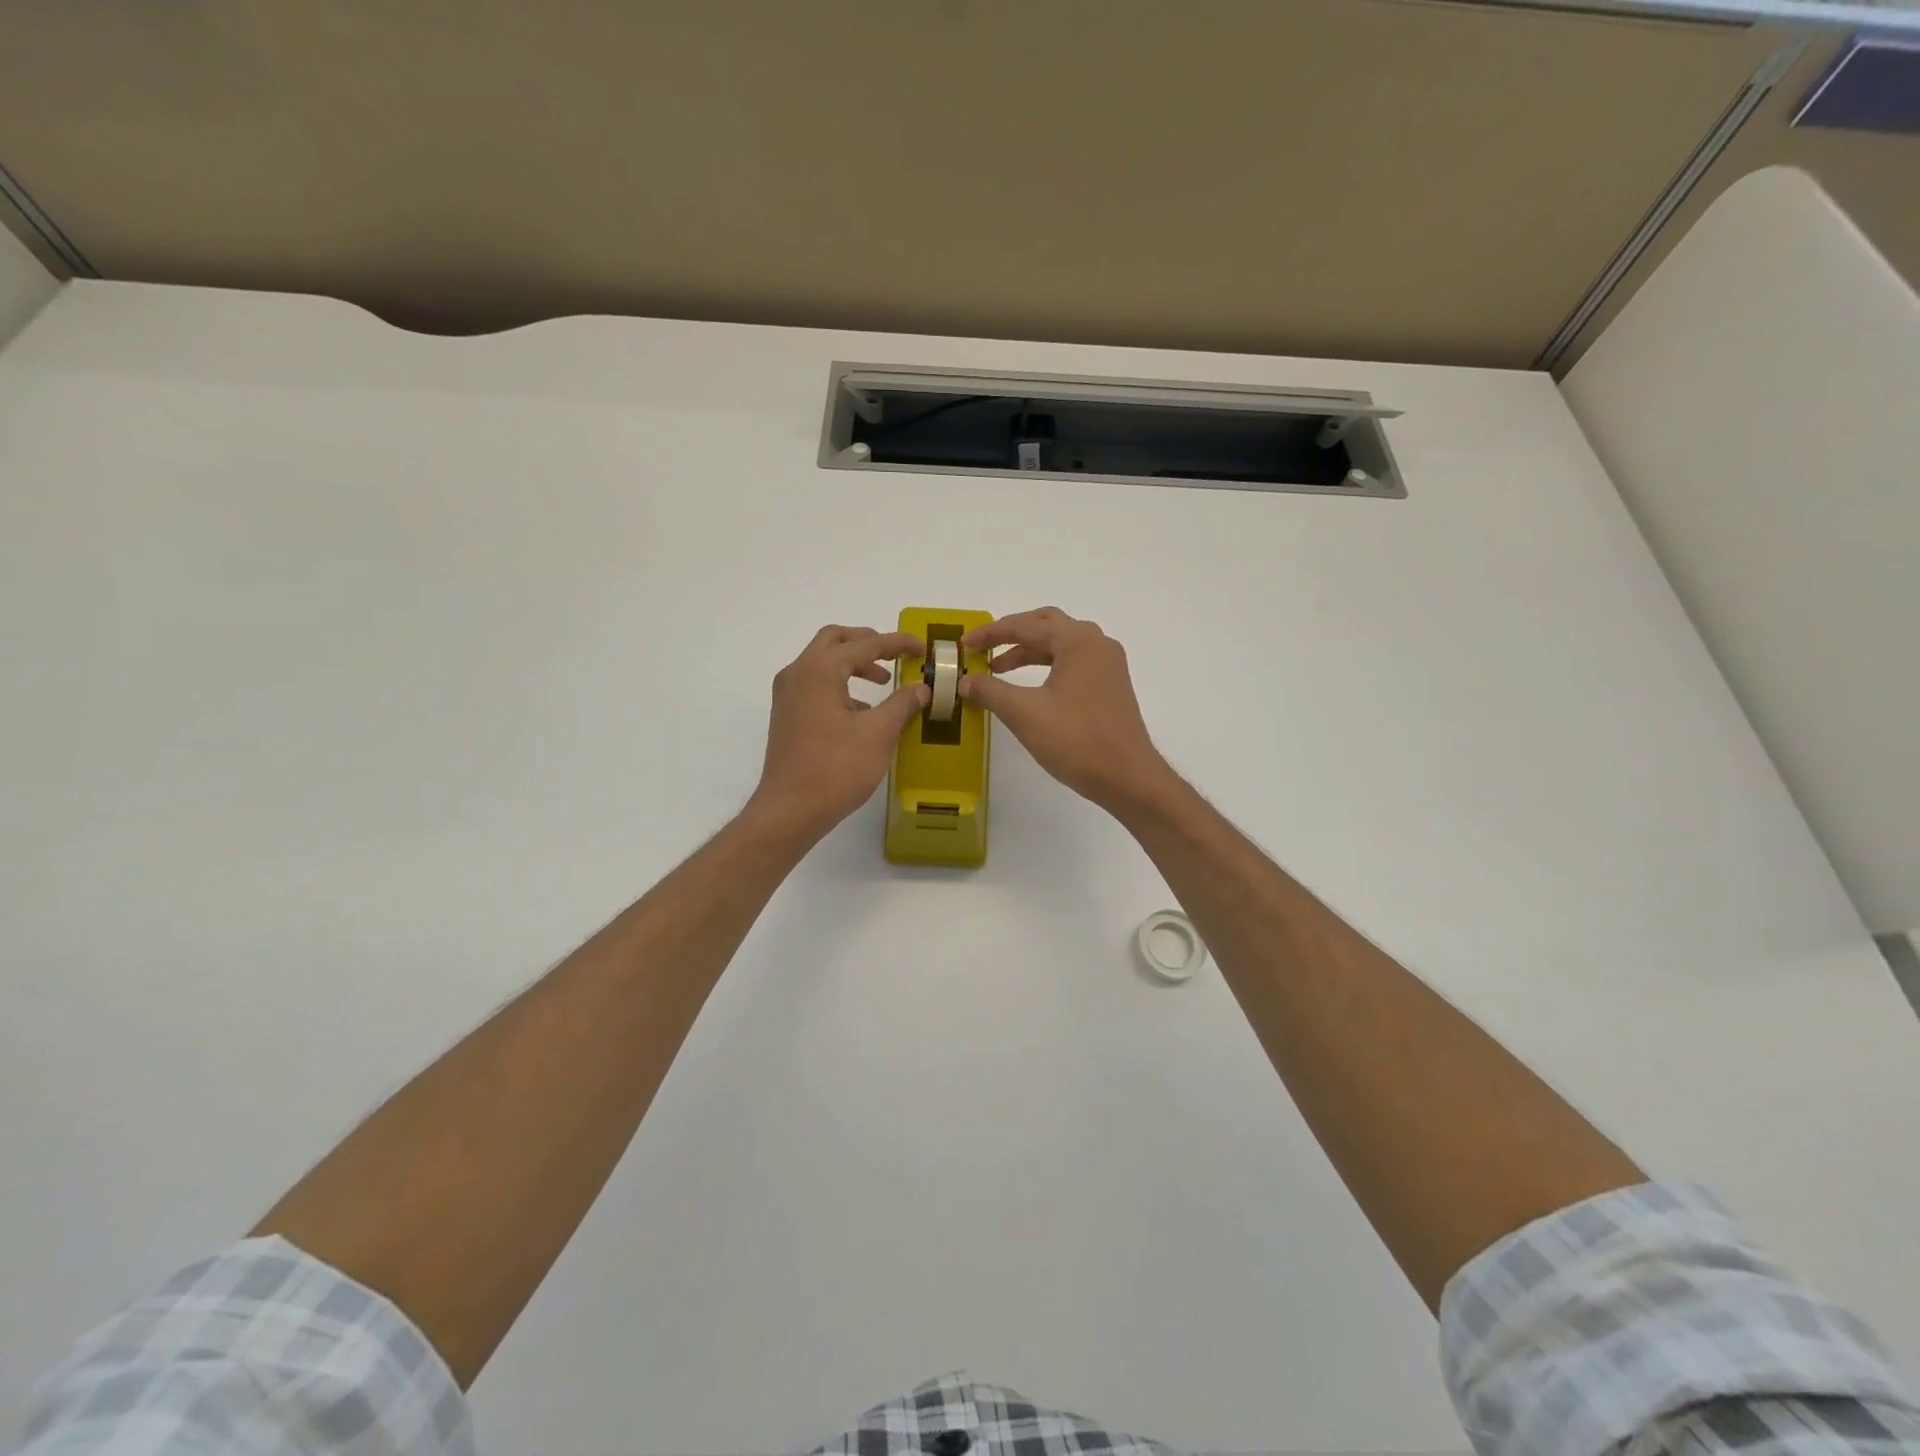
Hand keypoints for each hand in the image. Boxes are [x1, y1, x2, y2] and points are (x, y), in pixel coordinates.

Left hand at [747, 625, 928, 839]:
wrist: (790, 810)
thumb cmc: (836, 768)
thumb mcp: (878, 734)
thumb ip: (902, 704)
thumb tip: (922, 688)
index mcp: (819, 671)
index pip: (864, 644)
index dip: (896, 643)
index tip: (921, 648)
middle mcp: (798, 674)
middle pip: (835, 640)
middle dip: (868, 642)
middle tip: (895, 655)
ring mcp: (787, 695)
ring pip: (823, 662)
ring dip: (854, 665)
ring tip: (884, 683)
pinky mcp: (787, 715)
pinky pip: (815, 685)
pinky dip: (840, 685)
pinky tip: (862, 711)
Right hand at [959, 607, 1173, 813]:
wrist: (1127, 776)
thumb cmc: (1076, 740)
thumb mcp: (1024, 714)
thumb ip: (990, 691)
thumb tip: (964, 681)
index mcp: (1078, 641)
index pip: (1025, 625)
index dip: (990, 633)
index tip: (964, 645)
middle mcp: (1096, 643)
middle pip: (1047, 624)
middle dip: (1012, 634)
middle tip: (983, 648)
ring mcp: (1107, 664)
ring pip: (1060, 644)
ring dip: (1028, 651)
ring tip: (998, 669)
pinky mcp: (1110, 685)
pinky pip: (1073, 662)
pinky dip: (1047, 665)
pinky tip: (1029, 687)